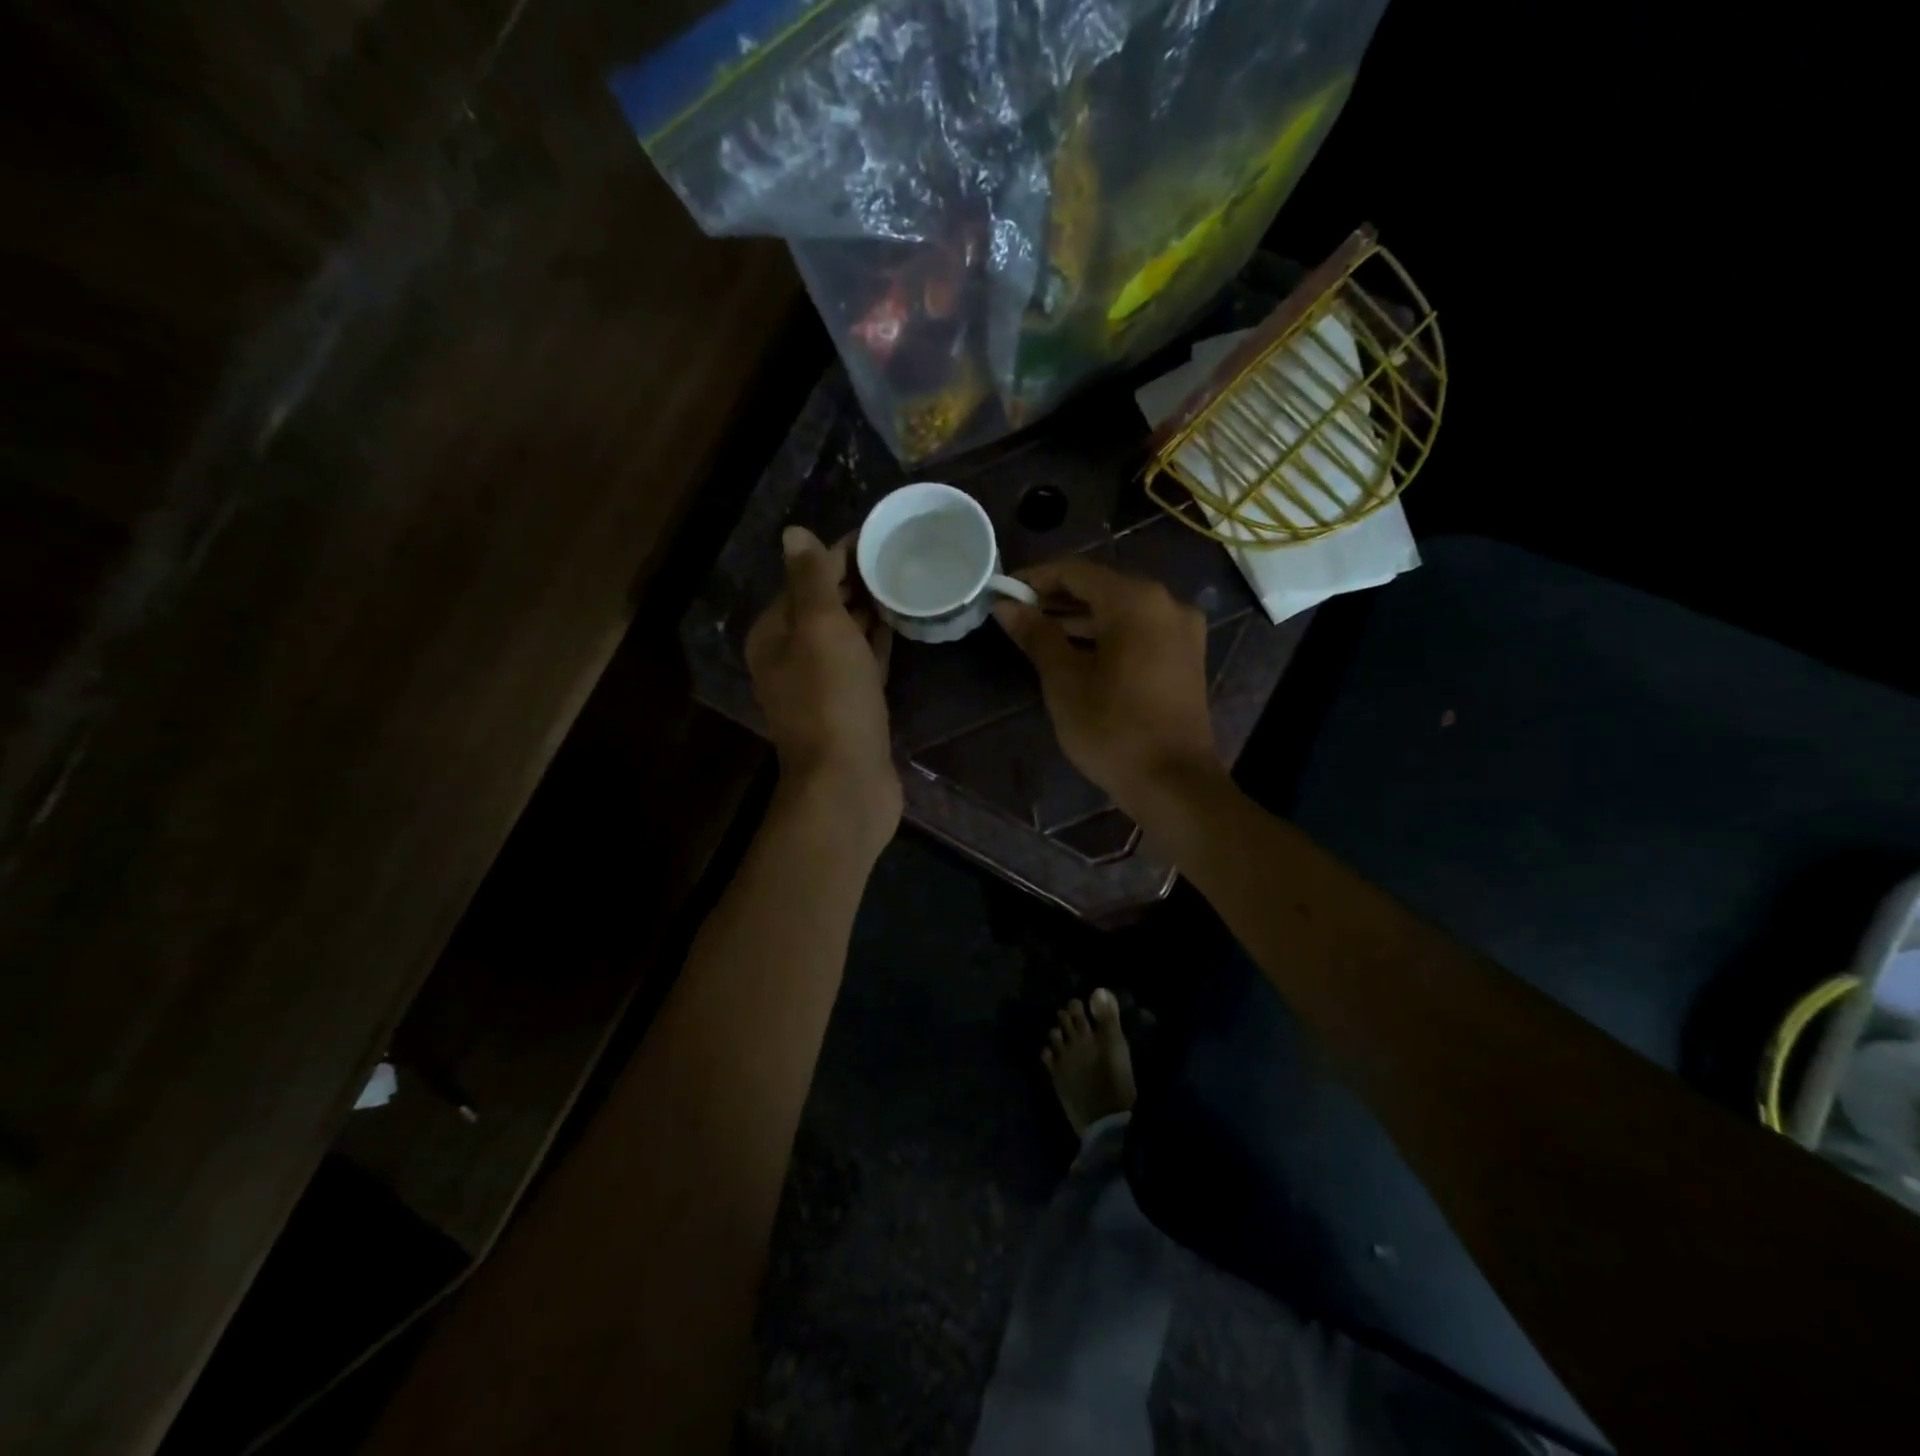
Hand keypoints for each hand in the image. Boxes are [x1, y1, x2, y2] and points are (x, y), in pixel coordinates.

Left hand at [746, 526, 901, 854]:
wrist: (846, 783)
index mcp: (774, 634)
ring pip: (846, 634)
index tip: (881, 534)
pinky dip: (878, 640)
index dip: (840, 554)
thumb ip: (811, 580)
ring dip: (870, 608)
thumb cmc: (832, 700)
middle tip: (903, 554)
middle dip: (858, 579)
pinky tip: (902, 622)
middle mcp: (792, 656)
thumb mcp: (819, 629)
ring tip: (909, 579)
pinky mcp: (852, 705)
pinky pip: (864, 661)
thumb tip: (794, 533)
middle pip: (825, 605)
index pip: (805, 579)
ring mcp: (823, 684)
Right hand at [993, 557, 1222, 811]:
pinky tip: (1076, 653)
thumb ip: (1036, 635)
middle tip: (1017, 616)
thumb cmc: (1112, 730)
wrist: (1173, 783)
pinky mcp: (1186, 656)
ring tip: (1038, 635)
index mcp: (1136, 601)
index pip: (1075, 571)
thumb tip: (1006, 606)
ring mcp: (1181, 630)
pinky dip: (1106, 635)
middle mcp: (1165, 603)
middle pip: (1101, 587)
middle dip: (1057, 599)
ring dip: (1080, 619)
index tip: (1003, 593)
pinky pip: (1139, 630)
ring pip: (1121, 610)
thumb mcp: (1065, 681)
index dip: (1035, 579)